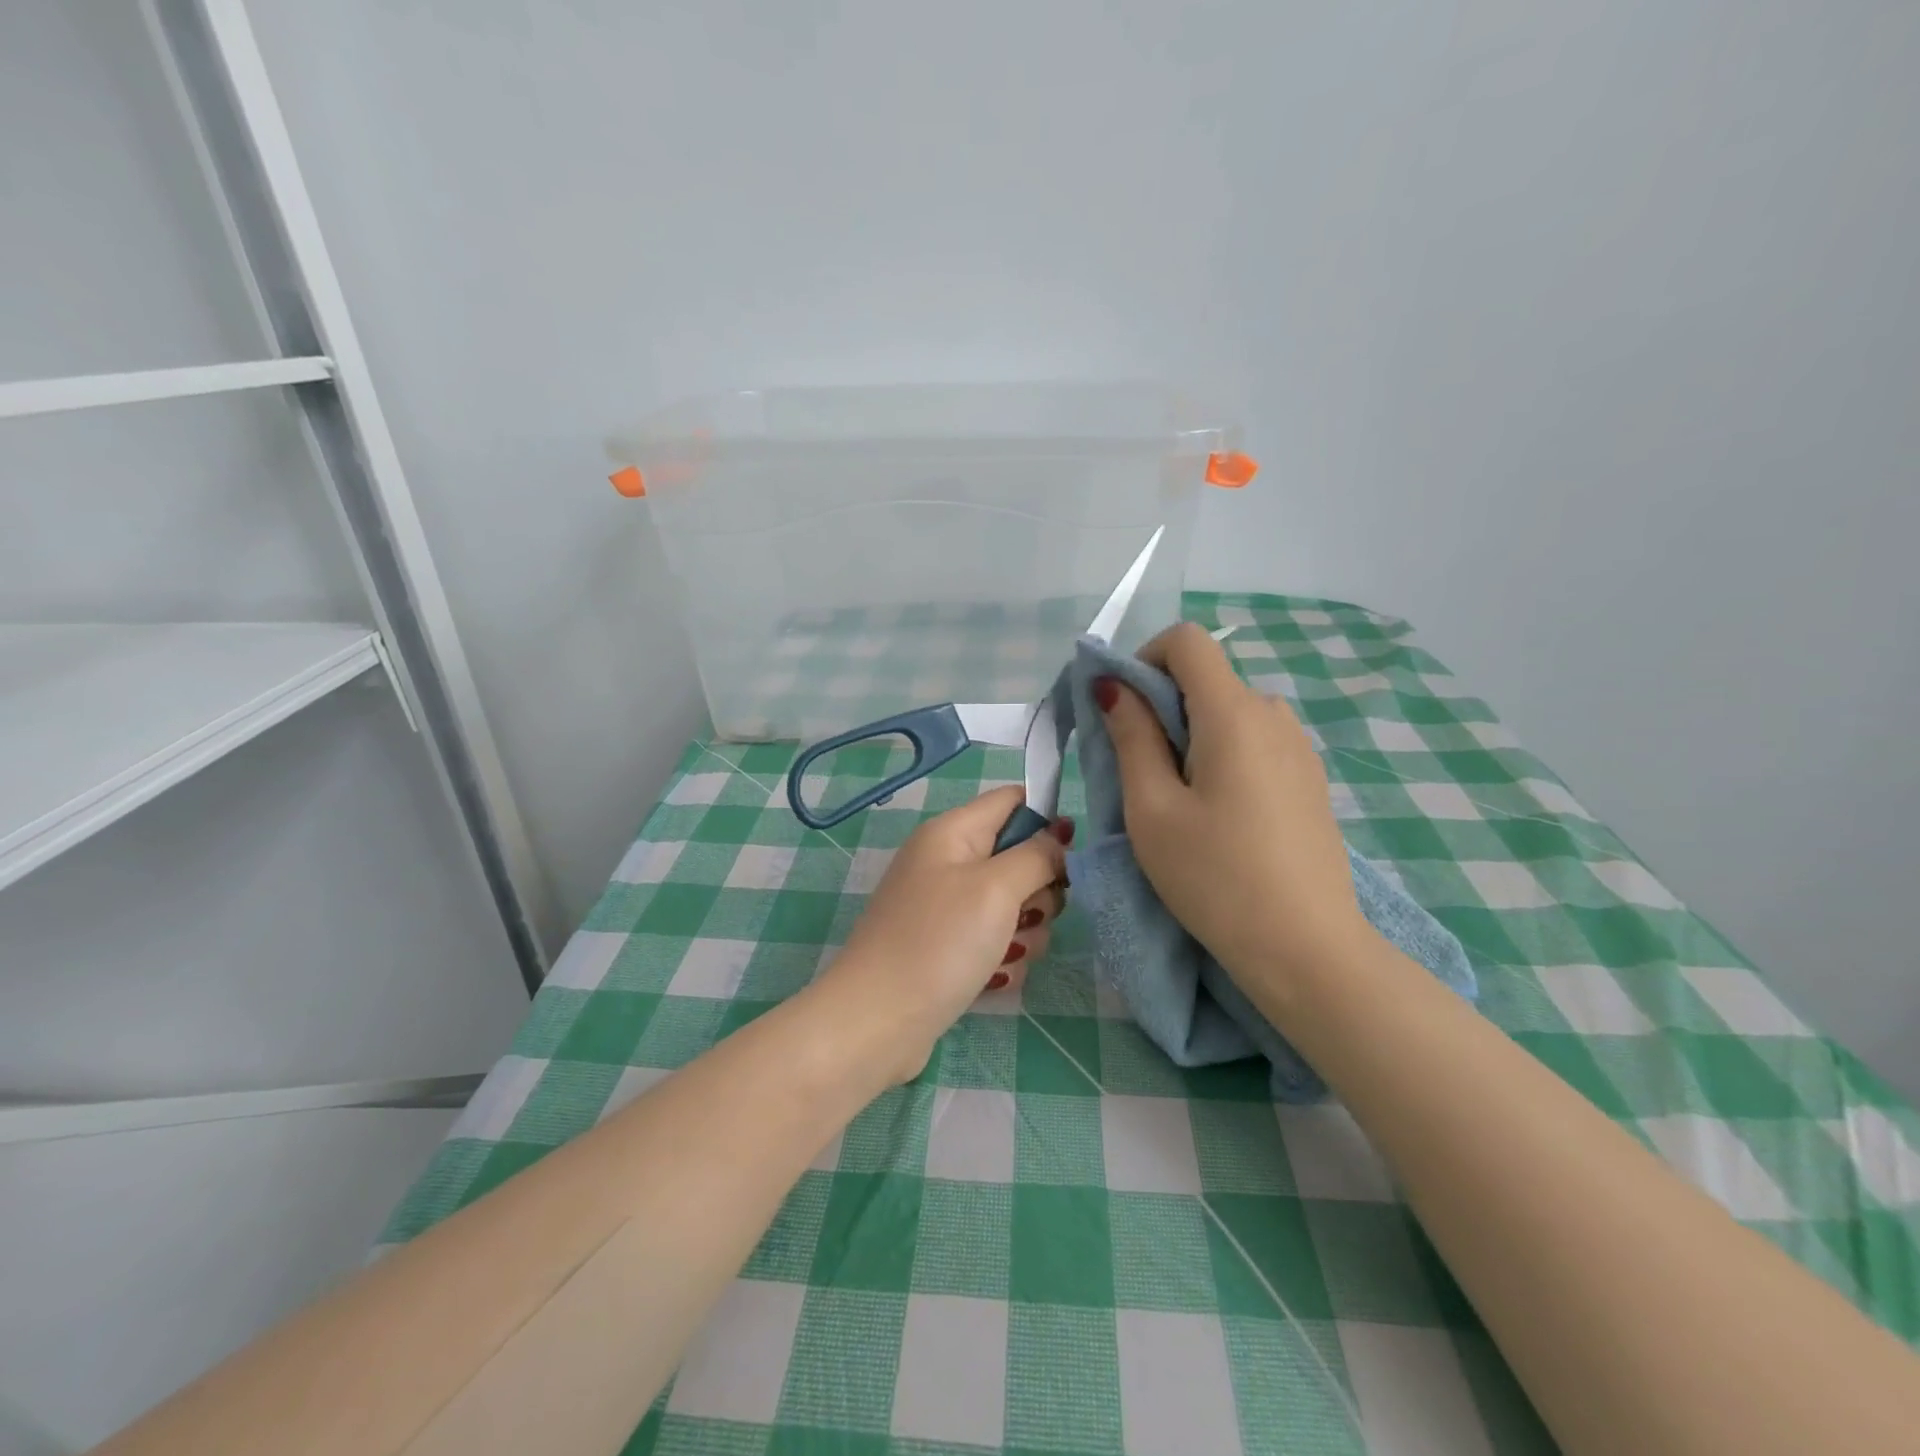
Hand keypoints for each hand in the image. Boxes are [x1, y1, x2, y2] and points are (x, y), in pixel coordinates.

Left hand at [815, 786, 1069, 1083]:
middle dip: (1037, 891)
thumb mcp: (996, 889)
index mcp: (953, 832)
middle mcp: (948, 863)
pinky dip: (1002, 960)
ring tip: (1005, 954)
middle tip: (1027, 915)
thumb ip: (1036, 855)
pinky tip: (990, 979)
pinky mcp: (948, 948)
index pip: (1013, 800)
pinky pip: (995, 941)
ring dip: (1024, 933)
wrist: (878, 1021)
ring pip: (1014, 906)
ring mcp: (947, 908)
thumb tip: (1061, 833)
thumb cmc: (939, 942)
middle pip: (1019, 857)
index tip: (1068, 858)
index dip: (1047, 821)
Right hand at [1098, 622, 1370, 999]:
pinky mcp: (1307, 778)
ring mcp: (1298, 747)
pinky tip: (1218, 815)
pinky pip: (1254, 741)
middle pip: (1206, 678)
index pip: (1187, 641)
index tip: (1123, 710)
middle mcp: (1273, 715)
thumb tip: (1114, 686)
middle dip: (1161, 706)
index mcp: (1234, 713)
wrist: (1306, 948)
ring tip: (1177, 800)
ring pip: (1228, 712)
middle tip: (1138, 771)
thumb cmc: (1215, 877)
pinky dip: (1220, 754)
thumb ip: (1131, 737)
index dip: (1143, 659)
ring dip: (1190, 734)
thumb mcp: (1152, 808)